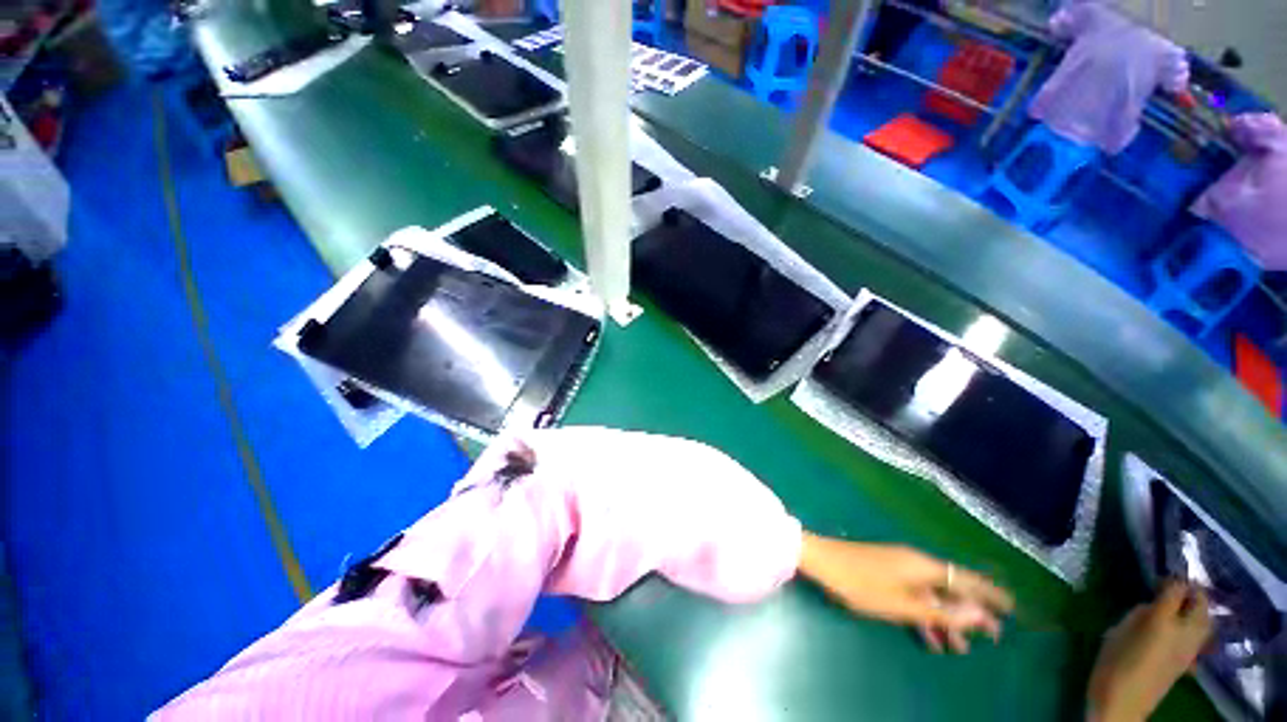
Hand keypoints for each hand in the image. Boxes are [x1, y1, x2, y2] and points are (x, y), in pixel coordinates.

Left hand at [797, 532, 1013, 653]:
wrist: (823, 561)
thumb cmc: (862, 583)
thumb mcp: (904, 604)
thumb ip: (942, 611)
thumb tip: (981, 614)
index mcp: (925, 566)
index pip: (967, 579)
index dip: (990, 594)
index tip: (1011, 609)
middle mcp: (917, 563)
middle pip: (952, 588)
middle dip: (971, 613)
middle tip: (992, 639)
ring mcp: (900, 567)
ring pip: (932, 595)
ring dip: (947, 619)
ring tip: (960, 649)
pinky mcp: (886, 573)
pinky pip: (914, 595)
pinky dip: (925, 615)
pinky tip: (930, 639)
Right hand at [1086, 581, 1212, 721]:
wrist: (1124, 702)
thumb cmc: (1113, 663)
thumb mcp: (1118, 632)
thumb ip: (1139, 615)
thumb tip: (1152, 605)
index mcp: (1163, 620)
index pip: (1176, 588)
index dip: (1171, 579)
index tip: (1159, 576)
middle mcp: (1185, 630)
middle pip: (1200, 602)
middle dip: (1191, 591)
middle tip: (1173, 587)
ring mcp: (1192, 646)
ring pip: (1206, 618)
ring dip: (1196, 607)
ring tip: (1180, 604)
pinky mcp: (1192, 658)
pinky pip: (1201, 633)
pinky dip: (1196, 623)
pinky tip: (1183, 626)